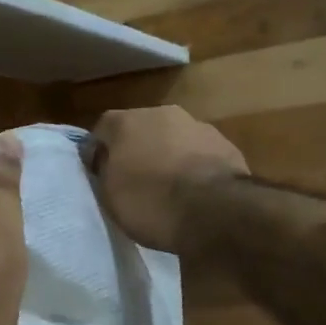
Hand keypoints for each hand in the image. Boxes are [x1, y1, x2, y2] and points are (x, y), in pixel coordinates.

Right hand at [92, 106, 248, 252]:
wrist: (214, 210)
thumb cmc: (151, 202)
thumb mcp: (109, 195)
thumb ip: (105, 170)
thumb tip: (106, 161)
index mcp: (126, 122)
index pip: (103, 129)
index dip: (100, 152)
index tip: (101, 174)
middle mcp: (161, 114)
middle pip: (141, 129)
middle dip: (137, 149)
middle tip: (135, 179)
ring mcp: (197, 126)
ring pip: (174, 138)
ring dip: (168, 155)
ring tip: (169, 187)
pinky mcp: (225, 144)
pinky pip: (199, 153)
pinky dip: (194, 166)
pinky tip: (195, 191)